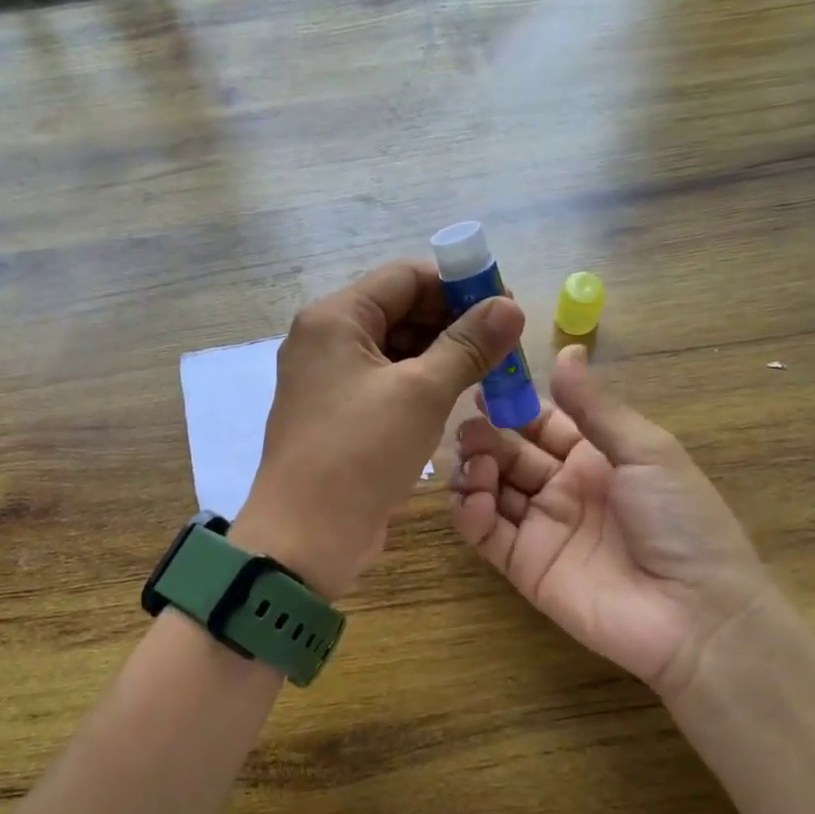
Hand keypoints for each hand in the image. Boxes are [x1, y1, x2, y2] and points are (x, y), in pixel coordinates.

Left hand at [234, 259, 525, 599]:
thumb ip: (468, 345)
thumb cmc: (360, 453)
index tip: (504, 306)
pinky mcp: (339, 413)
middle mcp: (326, 339)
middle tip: (506, 342)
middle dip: (454, 322)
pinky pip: (386, 382)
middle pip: (400, 309)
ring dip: (442, 354)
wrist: (304, 536)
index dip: (458, 285)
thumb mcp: (421, 393)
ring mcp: (329, 378)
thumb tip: (510, 307)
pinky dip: (422, 383)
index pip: (405, 277)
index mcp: (335, 318)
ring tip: (492, 369)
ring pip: (396, 348)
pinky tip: (458, 394)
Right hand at [449, 343, 784, 701]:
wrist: (698, 614)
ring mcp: (542, 528)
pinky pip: (486, 534)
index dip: (512, 405)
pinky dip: (471, 514)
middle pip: (510, 453)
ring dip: (475, 470)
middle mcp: (563, 488)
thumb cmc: (680, 521)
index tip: (481, 385)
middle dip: (486, 436)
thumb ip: (596, 407)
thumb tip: (569, 348)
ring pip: (492, 489)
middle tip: (469, 429)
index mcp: (595, 457)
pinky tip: (474, 499)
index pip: (541, 422)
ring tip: (474, 462)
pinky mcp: (523, 565)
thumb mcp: (646, 452)